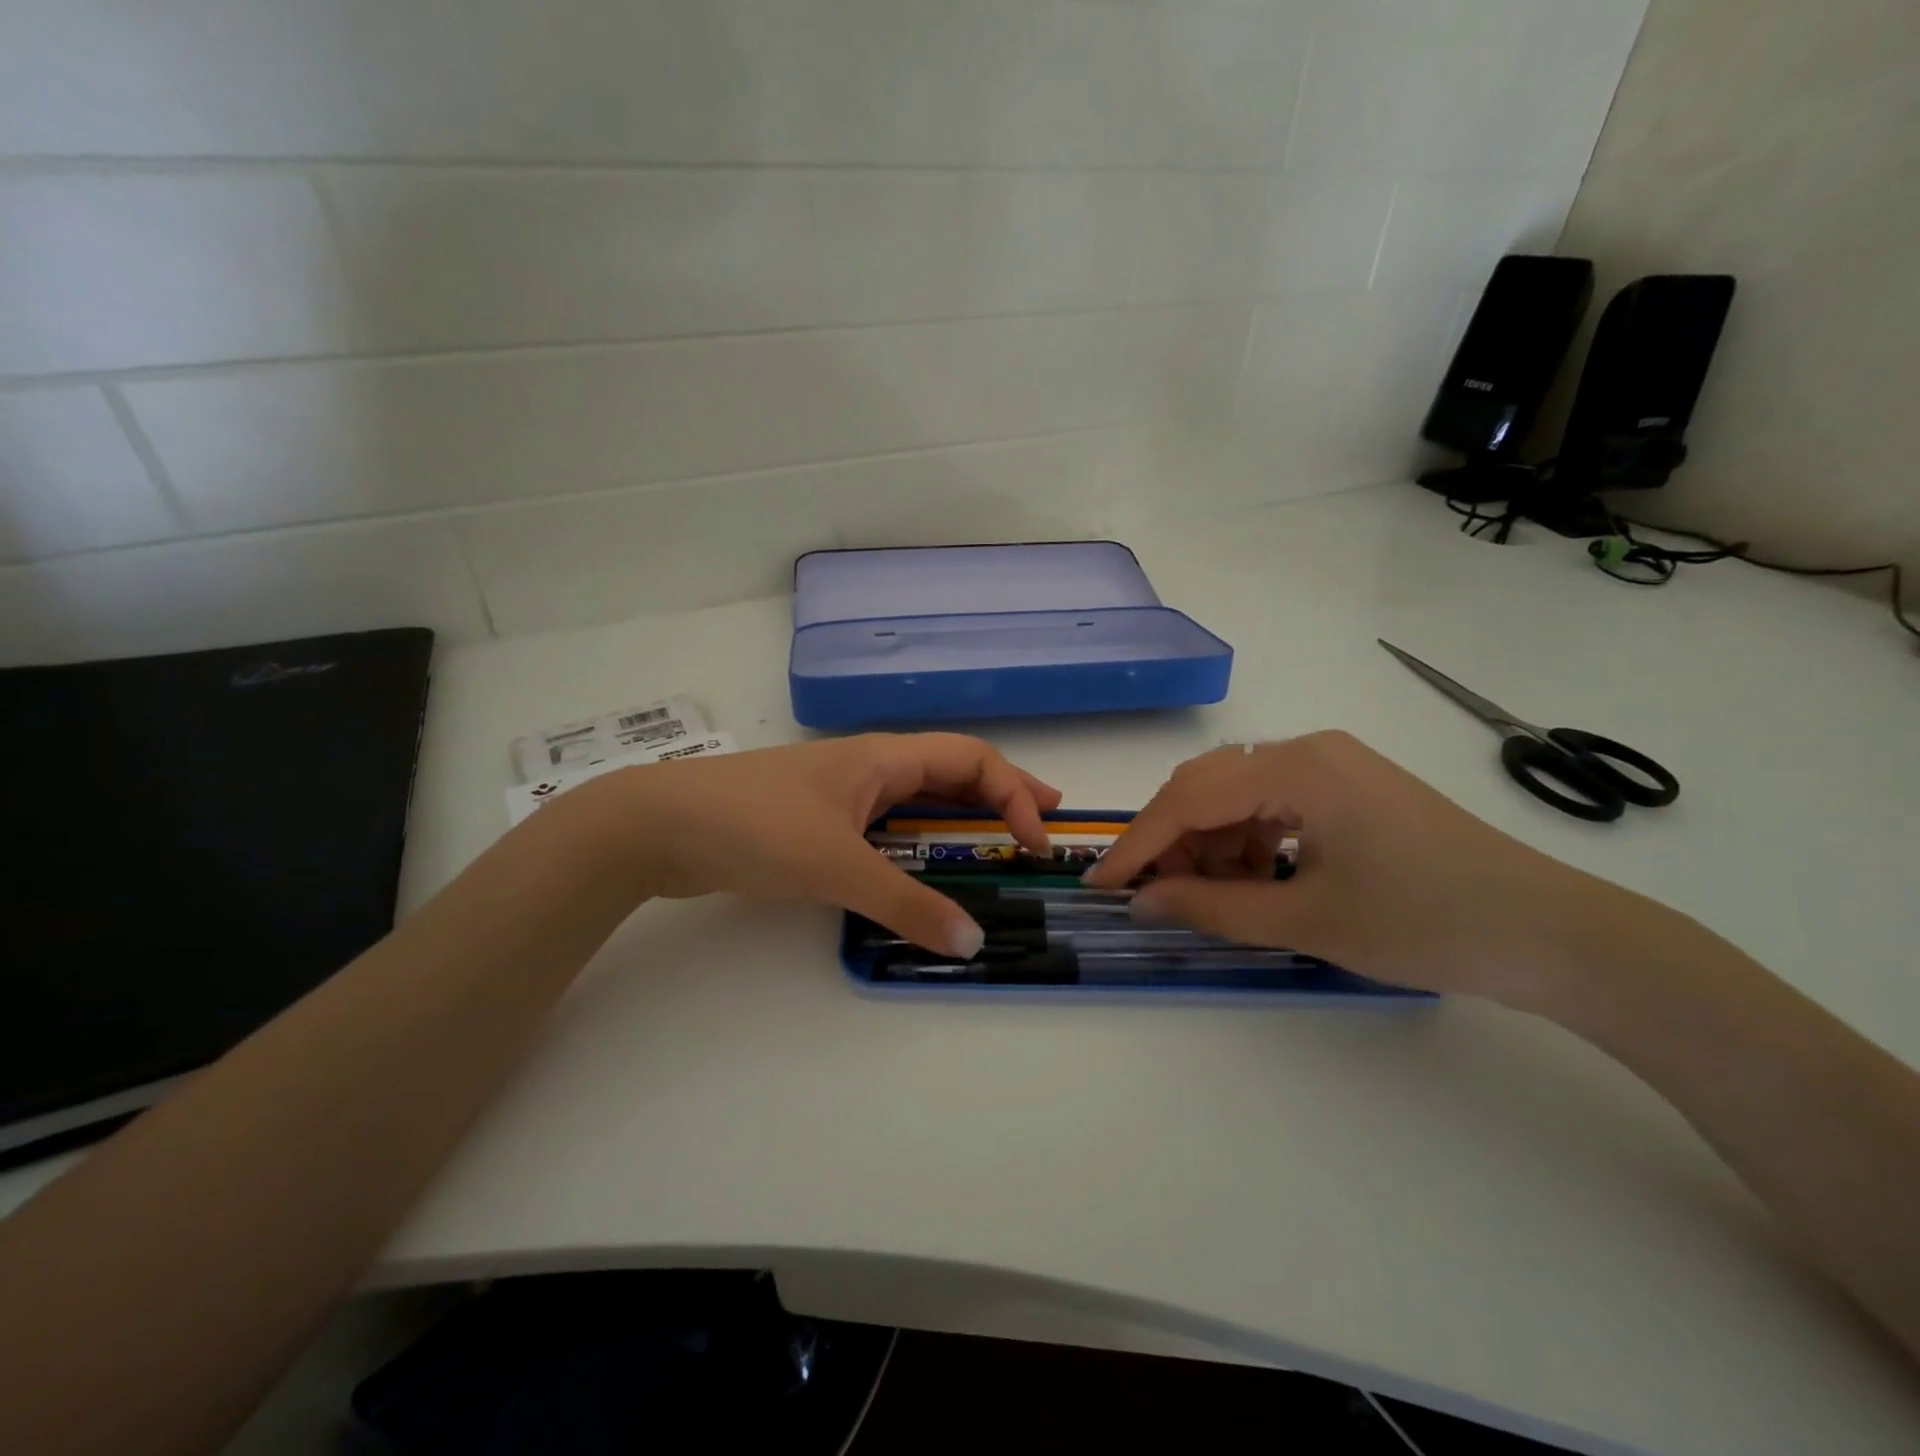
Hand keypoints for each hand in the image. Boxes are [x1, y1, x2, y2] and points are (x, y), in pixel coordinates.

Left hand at [587, 734, 1059, 957]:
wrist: (659, 825)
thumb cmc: (755, 826)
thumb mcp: (837, 866)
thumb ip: (905, 904)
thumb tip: (972, 942)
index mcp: (884, 758)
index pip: (973, 759)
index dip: (1014, 793)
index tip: (1035, 842)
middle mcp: (871, 768)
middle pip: (952, 772)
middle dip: (1002, 796)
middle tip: (1043, 826)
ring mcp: (843, 795)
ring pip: (919, 801)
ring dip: (962, 821)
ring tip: (997, 846)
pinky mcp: (818, 824)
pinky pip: (887, 829)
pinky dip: (919, 846)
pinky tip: (925, 870)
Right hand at [1082, 731, 1632, 1004]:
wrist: (1556, 935)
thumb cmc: (1428, 924)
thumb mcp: (1307, 921)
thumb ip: (1212, 907)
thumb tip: (1142, 902)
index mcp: (1298, 767)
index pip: (1190, 798)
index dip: (1139, 843)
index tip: (1100, 885)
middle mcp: (1309, 750)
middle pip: (1208, 786)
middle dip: (1172, 841)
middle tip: (1153, 895)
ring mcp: (1333, 765)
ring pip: (1238, 795)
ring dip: (1211, 844)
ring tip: (1214, 897)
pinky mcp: (1350, 788)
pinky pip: (1274, 805)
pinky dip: (1249, 843)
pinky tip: (1259, 882)